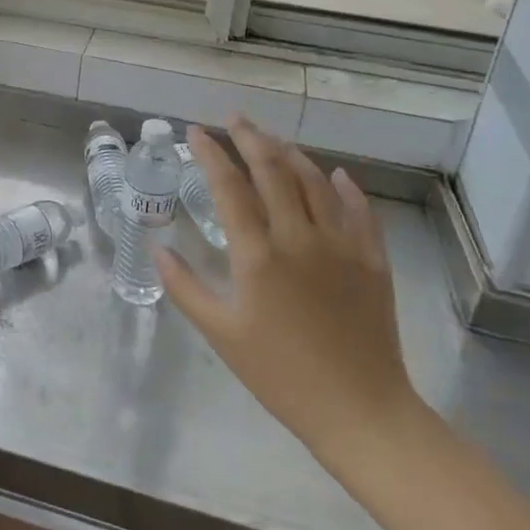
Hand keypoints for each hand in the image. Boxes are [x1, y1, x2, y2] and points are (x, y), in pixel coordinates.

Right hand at [157, 118, 431, 480]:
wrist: (359, 410)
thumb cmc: (280, 375)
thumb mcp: (221, 334)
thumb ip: (185, 287)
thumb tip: (157, 248)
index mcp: (258, 254)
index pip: (229, 187)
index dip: (210, 154)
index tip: (195, 132)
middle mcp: (300, 237)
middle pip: (274, 170)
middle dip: (250, 138)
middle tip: (234, 119)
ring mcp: (341, 245)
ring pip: (315, 181)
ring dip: (291, 154)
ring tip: (273, 140)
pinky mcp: (372, 259)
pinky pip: (359, 210)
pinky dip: (345, 187)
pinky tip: (335, 175)